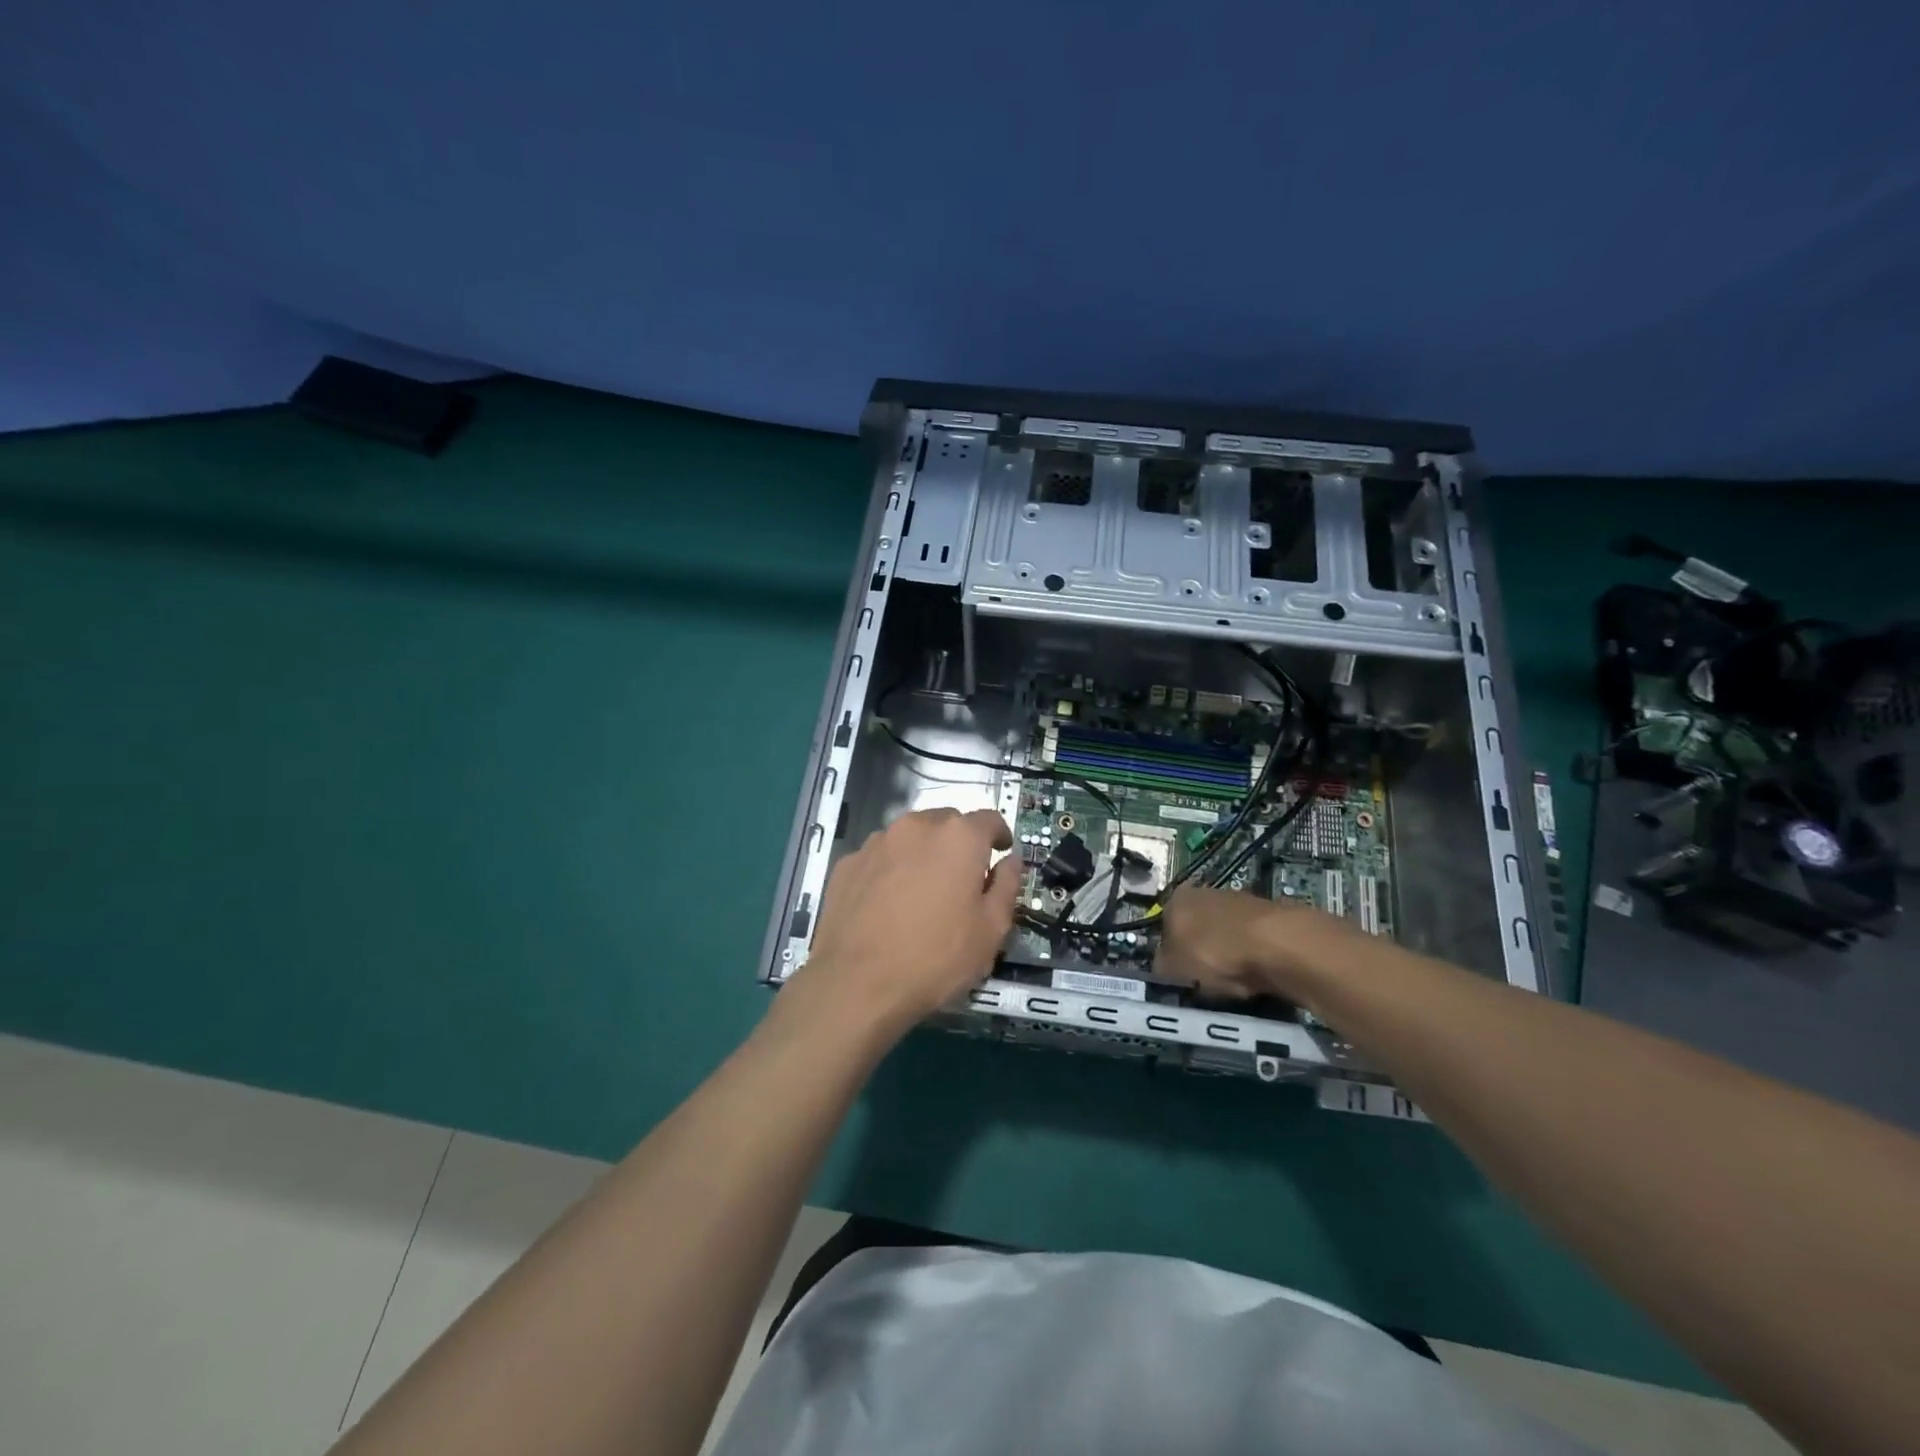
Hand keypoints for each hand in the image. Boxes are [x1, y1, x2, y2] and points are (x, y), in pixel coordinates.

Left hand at [786, 808, 1020, 1041]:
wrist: (857, 984)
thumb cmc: (936, 957)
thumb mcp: (991, 930)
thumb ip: (1007, 886)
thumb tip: (1010, 860)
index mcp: (959, 837)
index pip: (989, 819)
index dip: (999, 836)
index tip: (1000, 855)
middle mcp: (917, 826)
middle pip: (948, 823)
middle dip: (960, 844)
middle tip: (962, 880)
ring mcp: (877, 842)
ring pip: (911, 837)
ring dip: (923, 854)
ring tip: (922, 892)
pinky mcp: (848, 863)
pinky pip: (881, 857)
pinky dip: (891, 869)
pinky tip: (888, 903)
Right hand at [1157, 885, 1354, 1004]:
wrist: (1279, 946)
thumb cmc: (1214, 953)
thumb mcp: (1172, 970)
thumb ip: (1161, 968)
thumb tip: (1163, 968)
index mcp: (1176, 899)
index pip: (1164, 928)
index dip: (1169, 956)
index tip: (1178, 980)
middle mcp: (1206, 893)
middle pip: (1196, 932)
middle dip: (1200, 956)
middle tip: (1205, 985)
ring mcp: (1241, 903)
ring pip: (1226, 939)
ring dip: (1228, 961)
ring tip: (1234, 987)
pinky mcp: (1272, 918)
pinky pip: (1253, 947)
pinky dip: (1253, 963)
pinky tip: (1257, 980)